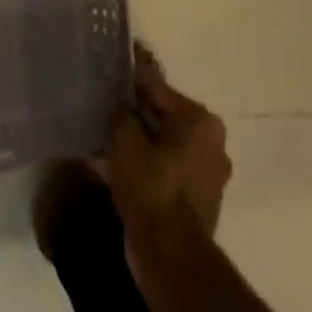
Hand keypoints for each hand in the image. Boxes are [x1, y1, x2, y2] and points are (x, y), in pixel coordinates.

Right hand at [102, 46, 231, 250]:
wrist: (169, 255)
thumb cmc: (151, 186)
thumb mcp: (125, 139)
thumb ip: (122, 111)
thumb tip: (119, 99)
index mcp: (200, 120)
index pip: (157, 86)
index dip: (131, 73)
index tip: (117, 55)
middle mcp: (211, 142)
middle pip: (162, 115)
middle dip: (133, 111)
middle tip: (103, 99)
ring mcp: (206, 173)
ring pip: (161, 144)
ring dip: (135, 139)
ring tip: (101, 133)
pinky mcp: (195, 198)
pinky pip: (163, 168)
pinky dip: (141, 163)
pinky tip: (111, 163)